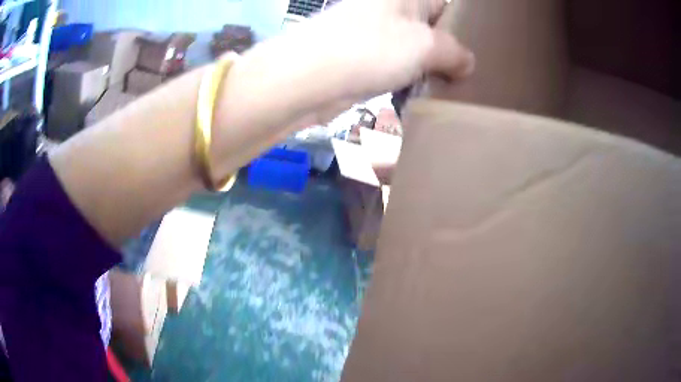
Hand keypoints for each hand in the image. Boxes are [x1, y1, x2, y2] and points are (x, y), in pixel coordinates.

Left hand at [225, 0, 474, 129]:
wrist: (311, 78)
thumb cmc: (372, 48)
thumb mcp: (425, 45)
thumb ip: (454, 52)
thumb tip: (468, 63)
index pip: (445, 4)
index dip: (463, 24)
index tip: (480, 49)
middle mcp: (390, 9)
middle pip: (430, 26)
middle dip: (450, 49)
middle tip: (472, 72)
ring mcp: (375, 33)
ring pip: (415, 47)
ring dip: (432, 66)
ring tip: (455, 85)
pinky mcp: (365, 58)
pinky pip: (398, 64)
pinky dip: (412, 77)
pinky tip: (427, 92)